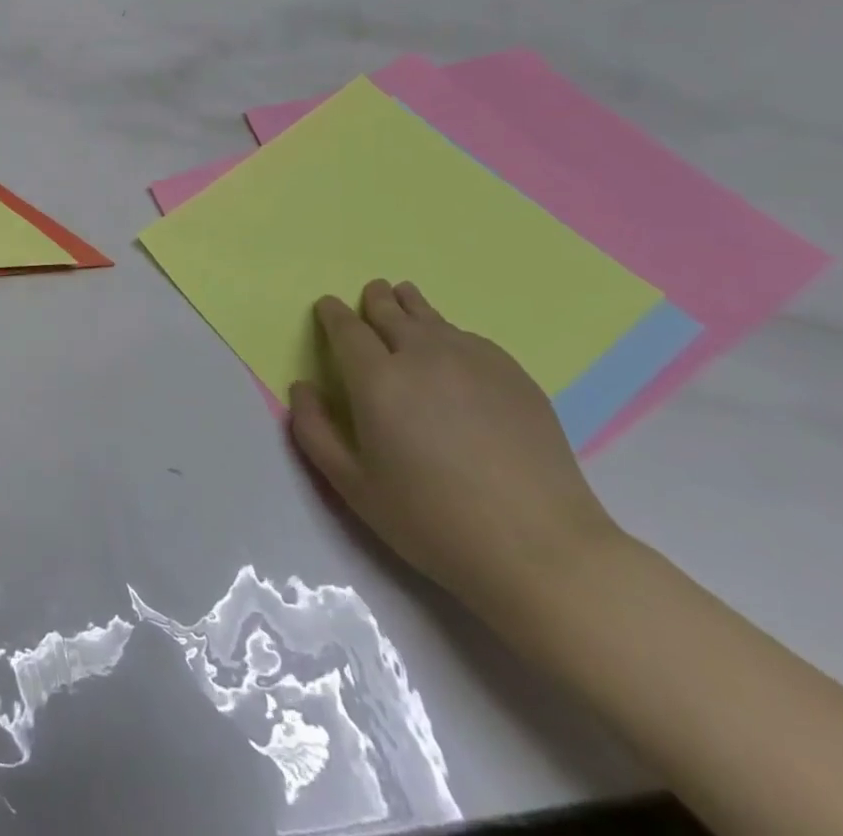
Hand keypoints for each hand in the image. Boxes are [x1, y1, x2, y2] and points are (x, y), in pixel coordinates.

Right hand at [289, 280, 622, 615]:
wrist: (540, 549)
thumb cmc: (432, 520)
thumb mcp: (352, 486)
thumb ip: (314, 431)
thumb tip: (302, 387)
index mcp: (377, 378)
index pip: (346, 328)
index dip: (333, 314)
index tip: (327, 307)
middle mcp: (422, 355)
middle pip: (390, 311)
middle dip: (374, 300)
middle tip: (370, 293)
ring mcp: (473, 360)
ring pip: (432, 317)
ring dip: (411, 306)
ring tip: (404, 298)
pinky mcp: (514, 375)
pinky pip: (470, 338)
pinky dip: (450, 333)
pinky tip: (452, 347)